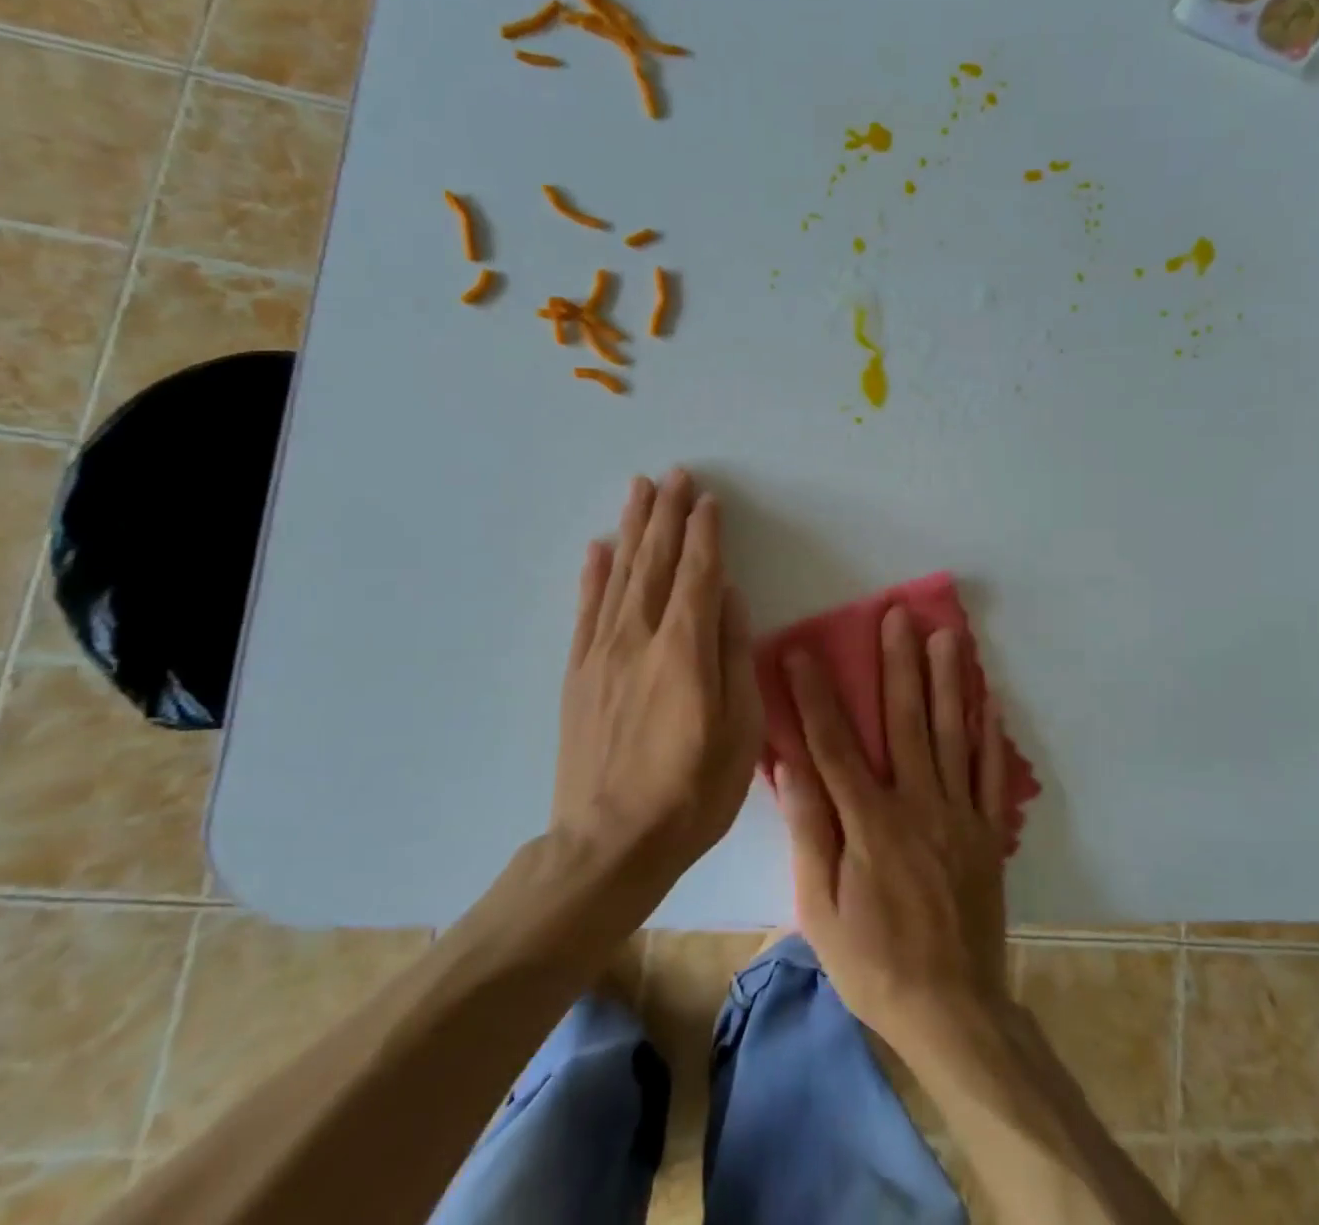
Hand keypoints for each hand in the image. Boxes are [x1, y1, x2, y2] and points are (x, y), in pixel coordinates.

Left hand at [553, 470, 764, 880]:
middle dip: (666, 514)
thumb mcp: (739, 729)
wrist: (609, 845)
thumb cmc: (692, 791)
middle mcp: (639, 638)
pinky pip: (586, 611)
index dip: (705, 533)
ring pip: (619, 575)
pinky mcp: (579, 674)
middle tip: (673, 474)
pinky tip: (597, 548)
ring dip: (632, 528)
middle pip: (655, 561)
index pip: (698, 573)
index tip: (708, 499)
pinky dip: (593, 575)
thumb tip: (730, 600)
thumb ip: (733, 656)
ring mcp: (602, 653)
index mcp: (684, 649)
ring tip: (638, 490)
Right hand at [774, 606, 1009, 1050]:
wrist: (953, 1010)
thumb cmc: (873, 962)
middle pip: (906, 721)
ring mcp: (959, 814)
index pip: (836, 744)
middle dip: (898, 664)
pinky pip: (989, 770)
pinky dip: (987, 729)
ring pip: (952, 733)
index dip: (817, 694)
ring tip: (946, 634)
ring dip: (948, 679)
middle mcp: (918, 804)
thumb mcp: (821, 909)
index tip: (804, 650)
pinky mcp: (987, 830)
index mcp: (871, 823)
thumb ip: (811, 831)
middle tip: (897, 614)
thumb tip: (791, 765)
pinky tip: (986, 694)